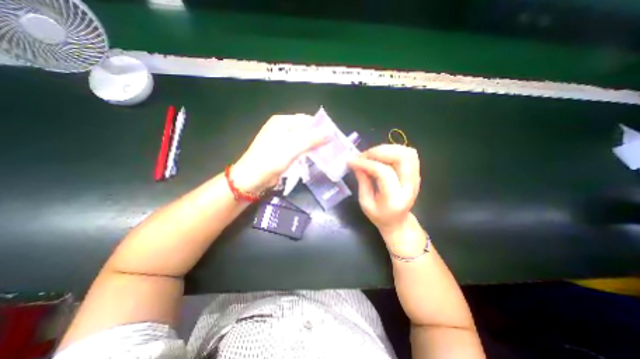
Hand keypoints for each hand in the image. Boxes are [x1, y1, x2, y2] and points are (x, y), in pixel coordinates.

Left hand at [231, 115, 329, 193]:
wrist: (252, 179)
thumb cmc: (270, 160)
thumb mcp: (292, 148)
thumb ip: (312, 139)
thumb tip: (331, 131)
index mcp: (282, 122)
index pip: (307, 120)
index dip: (321, 127)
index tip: (334, 137)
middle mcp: (282, 128)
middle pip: (305, 130)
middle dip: (318, 137)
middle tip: (332, 146)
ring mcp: (281, 140)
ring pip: (302, 140)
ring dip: (313, 146)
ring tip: (327, 152)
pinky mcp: (282, 152)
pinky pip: (298, 149)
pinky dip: (307, 152)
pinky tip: (315, 157)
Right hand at [348, 144, 423, 236]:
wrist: (398, 222)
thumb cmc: (379, 216)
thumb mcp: (365, 203)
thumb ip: (362, 181)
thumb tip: (356, 162)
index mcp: (395, 199)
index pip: (384, 173)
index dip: (366, 163)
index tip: (352, 161)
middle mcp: (410, 186)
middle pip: (402, 157)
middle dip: (379, 151)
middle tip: (364, 156)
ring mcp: (416, 178)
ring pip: (407, 152)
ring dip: (387, 149)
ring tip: (372, 155)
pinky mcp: (416, 173)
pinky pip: (409, 154)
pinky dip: (394, 150)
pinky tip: (382, 156)